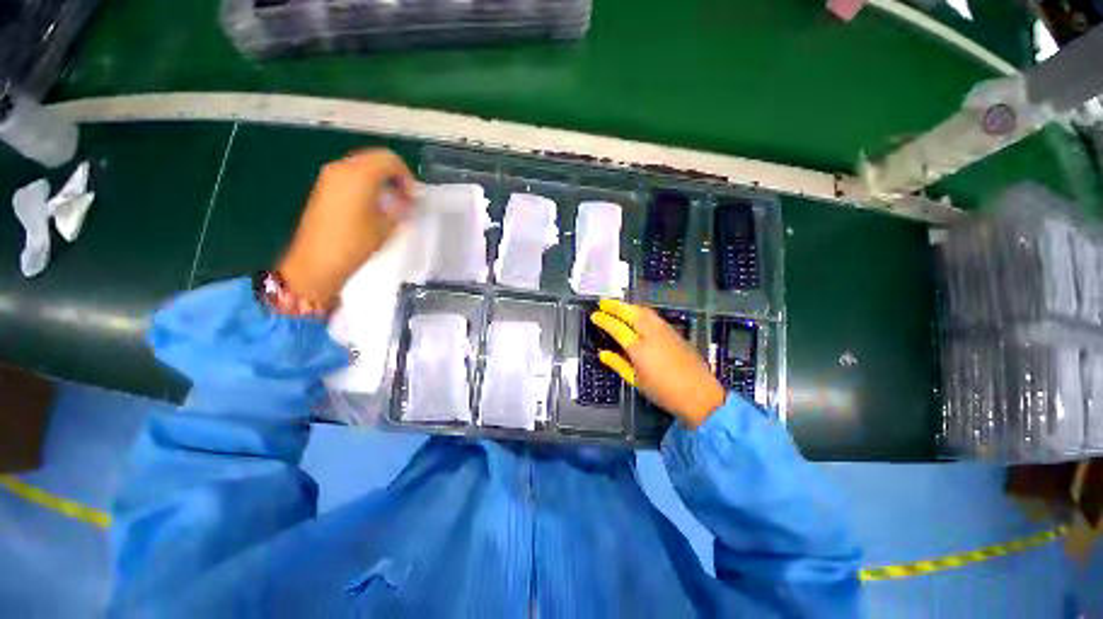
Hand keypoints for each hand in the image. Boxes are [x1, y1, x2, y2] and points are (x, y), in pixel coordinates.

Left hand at [278, 149, 415, 307]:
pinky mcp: (324, 187)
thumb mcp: (387, 226)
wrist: (317, 261)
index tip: (414, 197)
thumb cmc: (355, 243)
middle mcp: (342, 168)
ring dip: (381, 179)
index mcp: (360, 175)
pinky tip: (374, 204)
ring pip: (363, 166)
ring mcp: (330, 177)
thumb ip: (401, 207)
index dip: (407, 176)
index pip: (390, 160)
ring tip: (392, 202)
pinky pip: (351, 175)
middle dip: (395, 175)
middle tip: (406, 198)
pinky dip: (367, 183)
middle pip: (375, 159)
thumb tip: (409, 200)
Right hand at [590, 299, 725, 428]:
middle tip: (603, 302)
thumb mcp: (636, 381)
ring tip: (617, 305)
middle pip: (632, 313)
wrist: (700, 395)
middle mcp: (652, 335)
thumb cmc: (664, 392)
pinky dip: (641, 311)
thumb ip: (618, 364)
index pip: (617, 328)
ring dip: (629, 306)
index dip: (604, 320)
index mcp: (639, 349)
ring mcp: (665, 331)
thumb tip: (603, 353)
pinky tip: (637, 314)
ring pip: (644, 311)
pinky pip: (654, 316)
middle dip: (616, 306)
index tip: (595, 315)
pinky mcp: (674, 332)